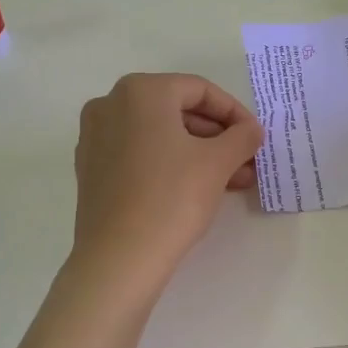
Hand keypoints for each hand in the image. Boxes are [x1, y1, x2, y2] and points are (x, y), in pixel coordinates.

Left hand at [71, 73, 263, 287]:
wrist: (119, 257)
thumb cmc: (172, 197)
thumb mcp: (218, 162)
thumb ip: (242, 137)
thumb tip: (251, 130)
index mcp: (140, 91)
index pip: (200, 90)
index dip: (235, 113)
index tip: (256, 138)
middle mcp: (111, 104)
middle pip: (177, 111)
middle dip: (218, 137)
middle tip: (247, 162)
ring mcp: (95, 137)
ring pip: (159, 135)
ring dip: (199, 153)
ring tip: (233, 181)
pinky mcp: (91, 168)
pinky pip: (139, 154)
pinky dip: (169, 164)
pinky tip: (197, 188)